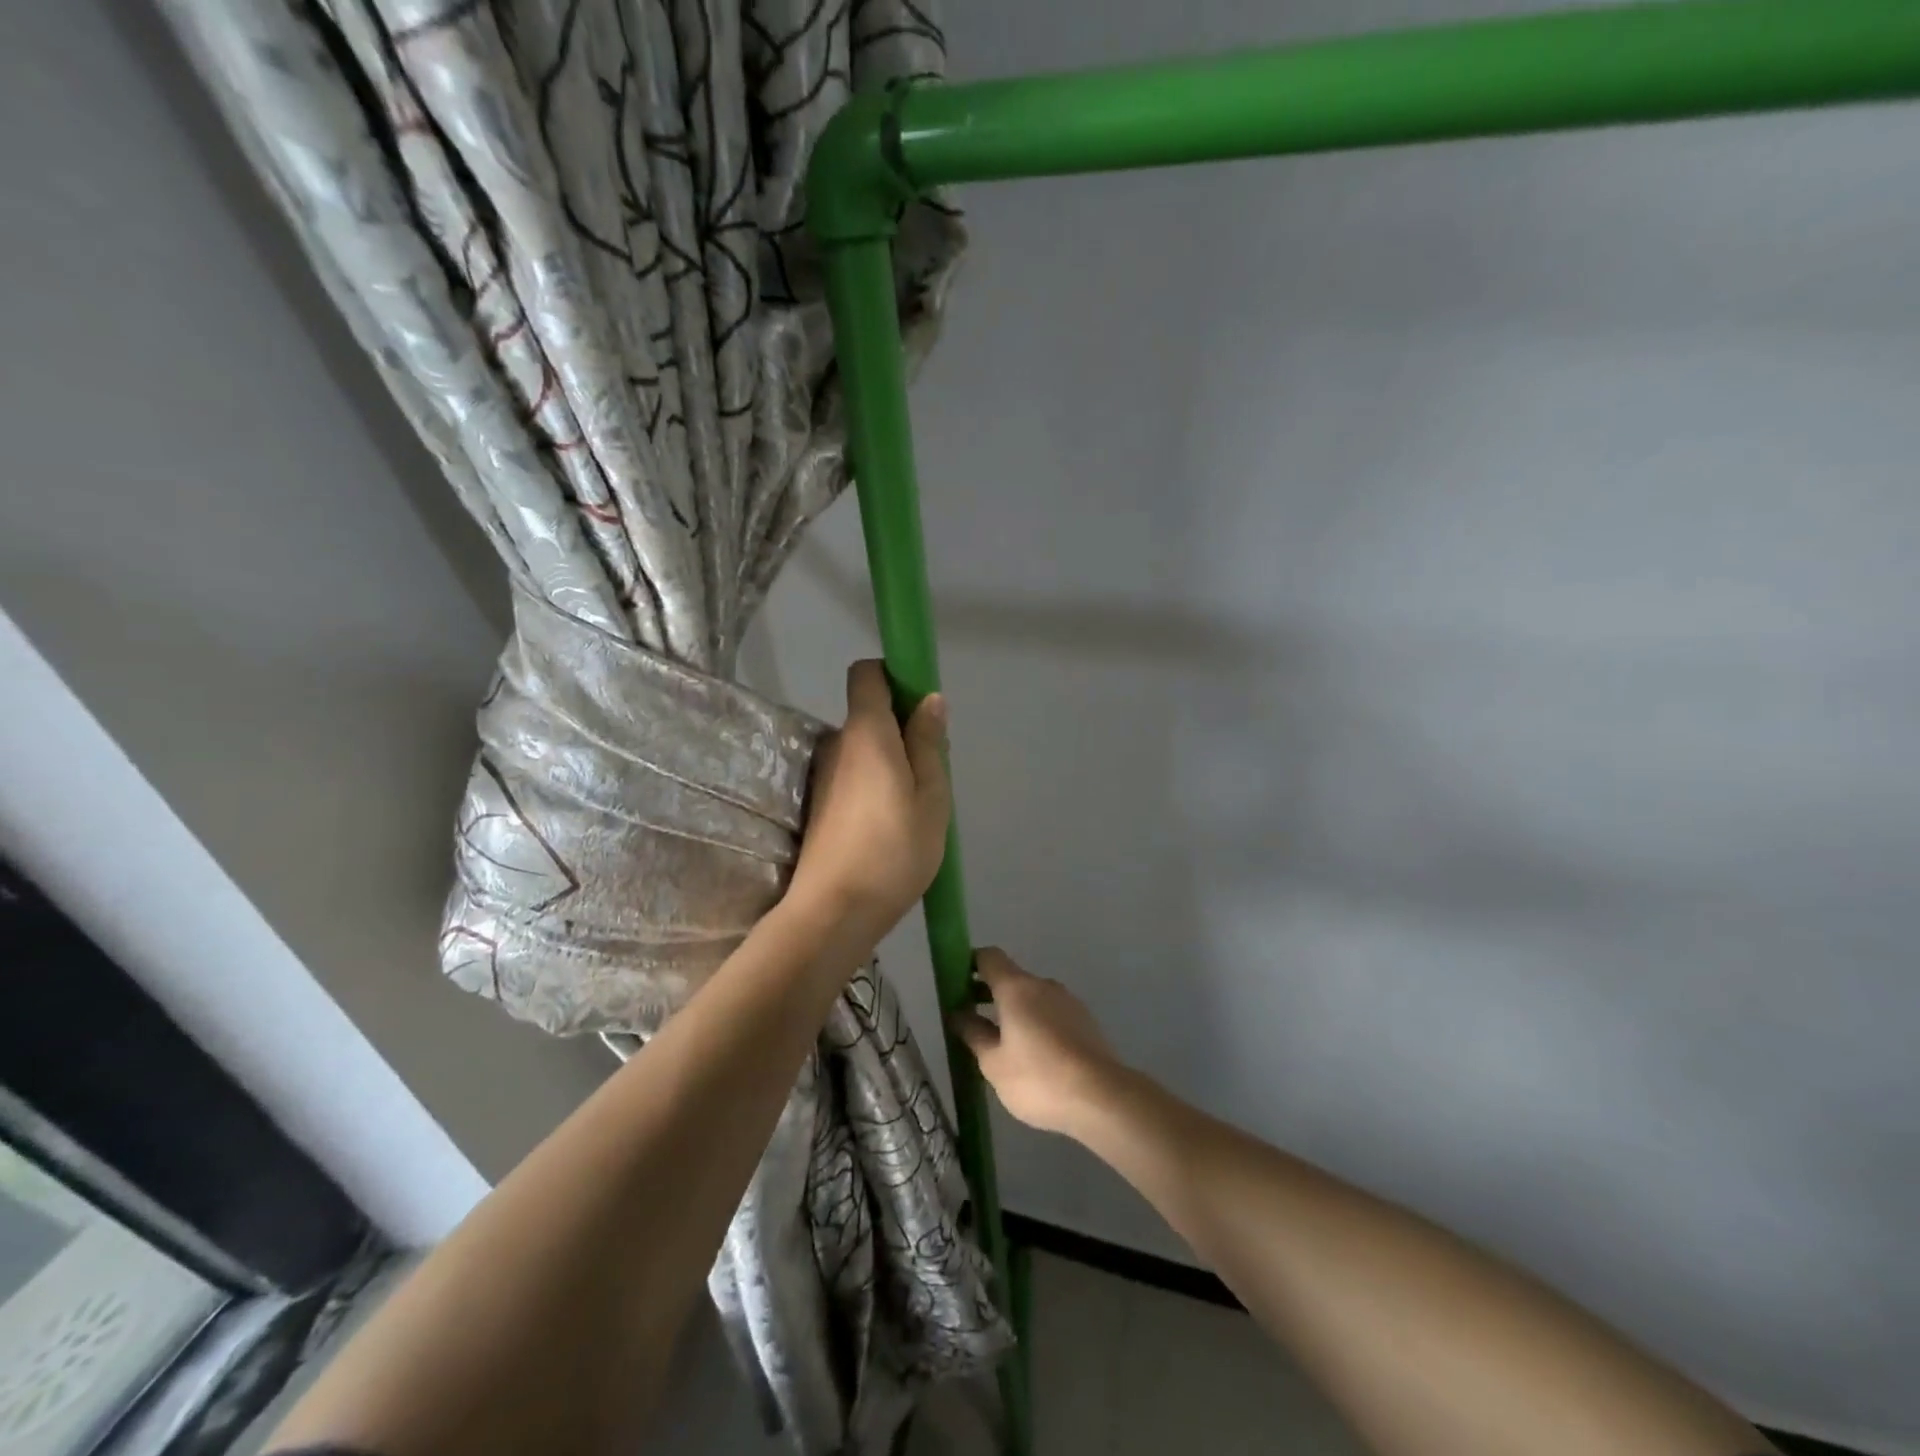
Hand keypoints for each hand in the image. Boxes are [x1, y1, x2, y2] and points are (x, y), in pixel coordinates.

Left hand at [786, 660, 951, 942]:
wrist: (834, 911)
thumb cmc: (893, 850)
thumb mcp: (930, 797)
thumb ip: (928, 744)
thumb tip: (930, 699)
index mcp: (866, 733)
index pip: (867, 674)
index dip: (894, 676)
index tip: (920, 704)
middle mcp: (838, 744)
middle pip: (869, 715)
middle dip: (902, 729)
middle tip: (931, 771)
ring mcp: (824, 776)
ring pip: (864, 751)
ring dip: (890, 763)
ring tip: (916, 807)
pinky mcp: (820, 805)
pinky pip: (854, 777)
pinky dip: (875, 787)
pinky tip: (892, 826)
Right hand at [951, 949, 1127, 1137]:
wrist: (1102, 1097)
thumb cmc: (1038, 1078)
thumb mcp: (994, 1063)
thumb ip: (973, 1034)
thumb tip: (958, 1014)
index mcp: (1016, 987)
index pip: (989, 957)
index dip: (970, 965)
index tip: (957, 986)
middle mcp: (1043, 985)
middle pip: (1011, 977)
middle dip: (989, 993)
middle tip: (971, 1021)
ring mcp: (1068, 1001)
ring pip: (1032, 997)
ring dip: (1014, 1011)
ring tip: (1002, 1046)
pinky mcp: (1085, 1021)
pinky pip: (1051, 1013)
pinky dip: (1036, 1024)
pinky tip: (1034, 1056)